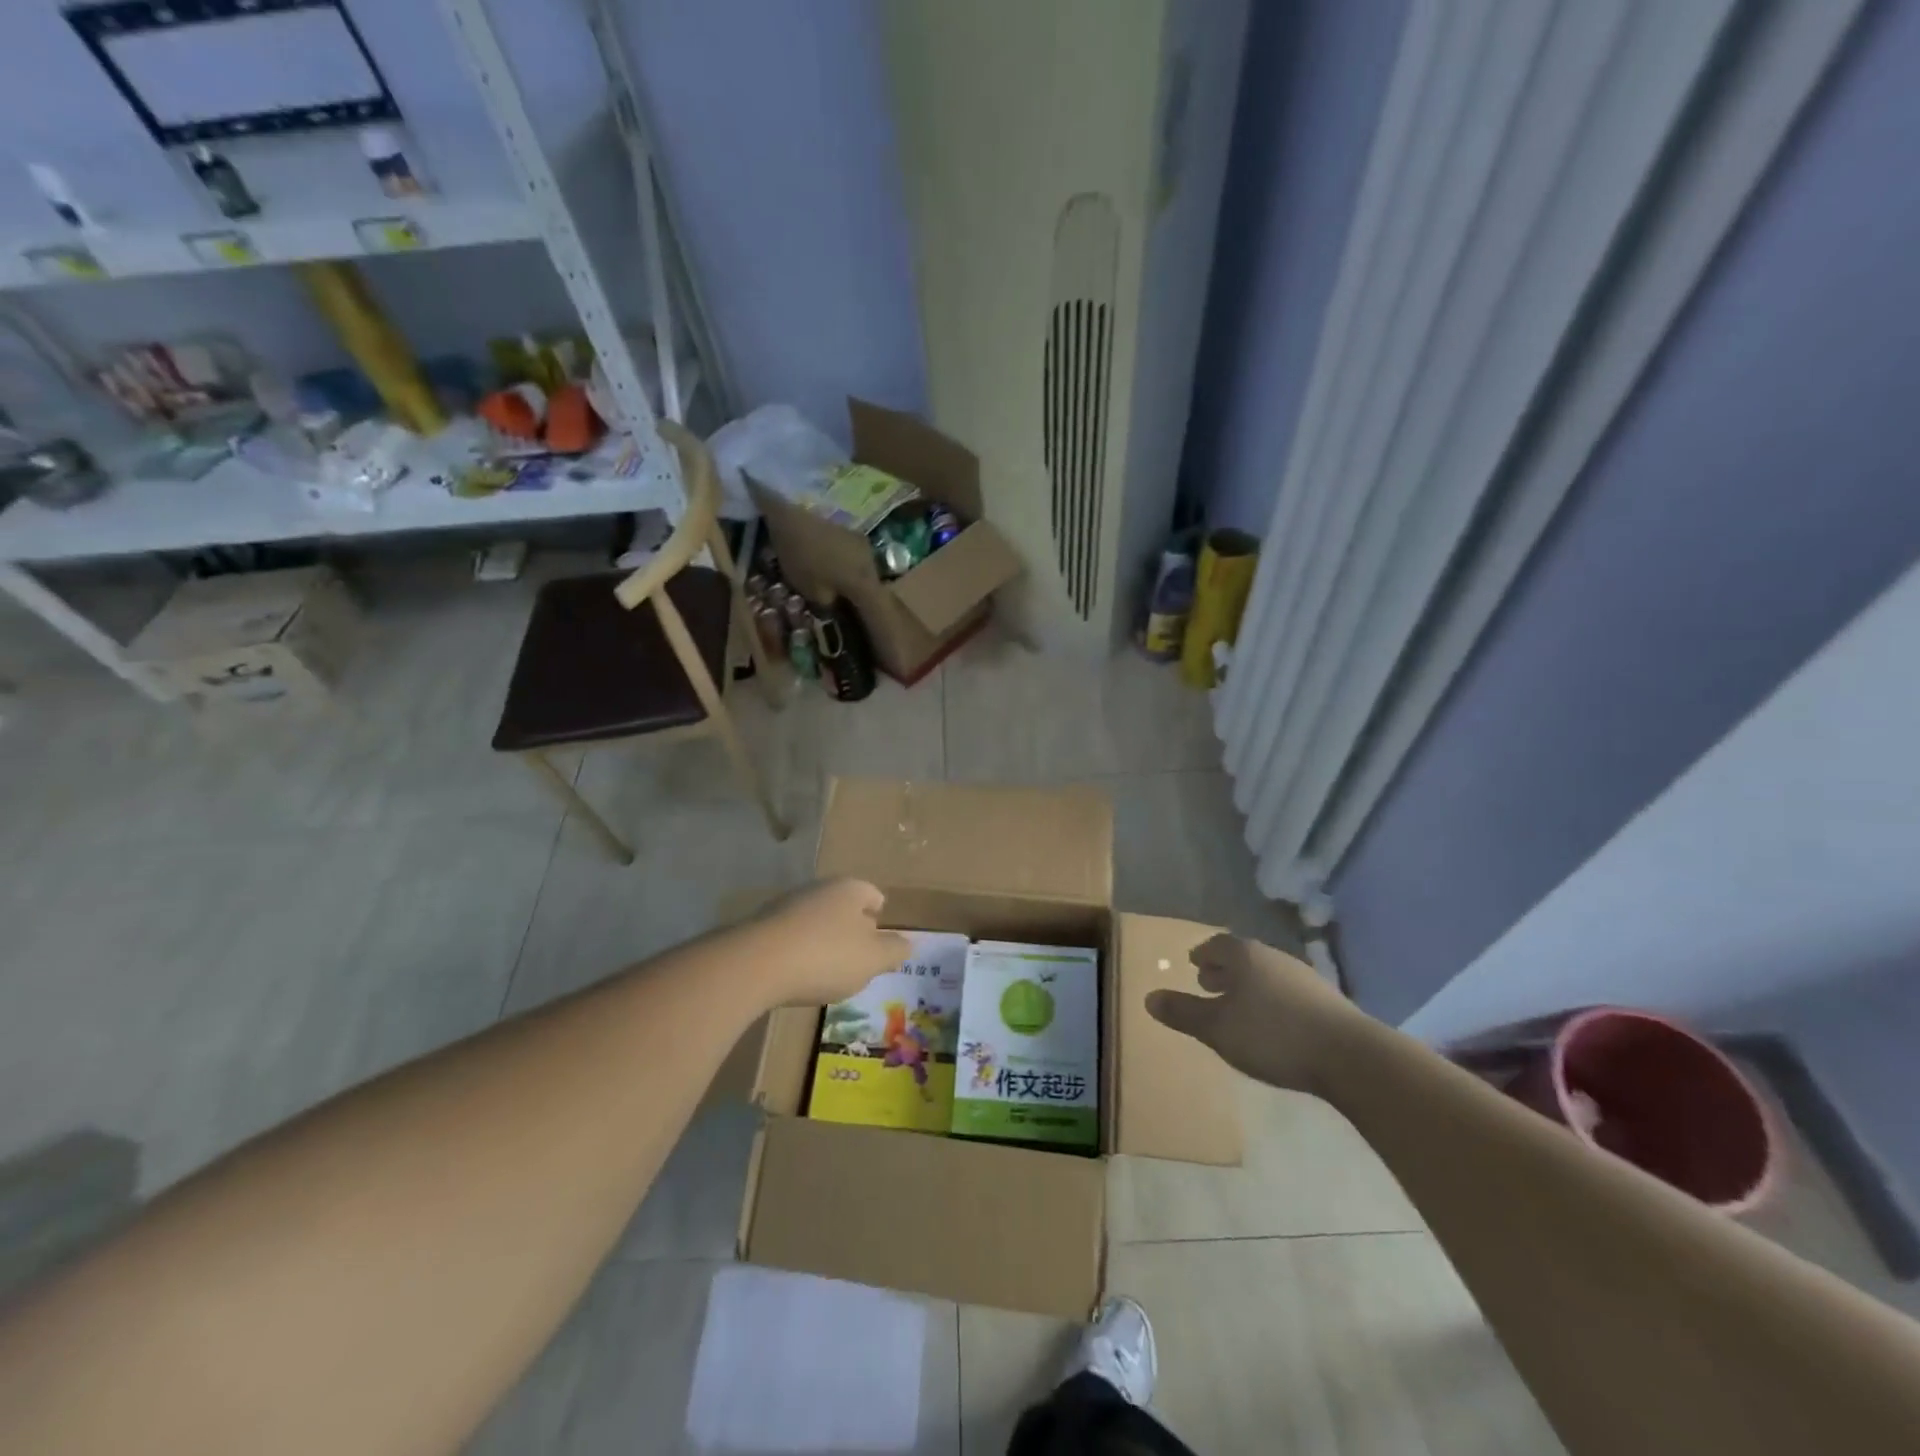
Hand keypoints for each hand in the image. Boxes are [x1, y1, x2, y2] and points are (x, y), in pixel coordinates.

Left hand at [744, 879, 910, 1005]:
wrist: (755, 964)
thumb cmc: (826, 956)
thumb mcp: (872, 959)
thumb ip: (894, 950)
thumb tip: (908, 944)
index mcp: (850, 889)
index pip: (872, 894)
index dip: (879, 913)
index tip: (880, 934)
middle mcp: (818, 888)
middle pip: (843, 905)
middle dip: (852, 927)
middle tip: (859, 956)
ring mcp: (786, 905)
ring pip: (815, 920)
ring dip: (823, 940)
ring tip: (829, 969)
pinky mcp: (761, 927)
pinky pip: (791, 936)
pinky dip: (799, 951)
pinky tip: (798, 974)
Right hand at [1146, 933, 1367, 1095]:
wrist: (1351, 1057)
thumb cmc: (1272, 1035)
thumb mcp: (1217, 1028)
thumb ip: (1183, 1013)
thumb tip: (1148, 998)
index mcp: (1246, 956)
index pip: (1217, 944)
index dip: (1203, 954)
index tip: (1193, 965)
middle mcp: (1275, 958)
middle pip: (1243, 957)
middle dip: (1224, 970)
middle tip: (1209, 984)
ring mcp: (1305, 978)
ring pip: (1267, 975)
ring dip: (1249, 986)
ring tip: (1239, 1006)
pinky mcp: (1327, 1002)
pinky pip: (1288, 993)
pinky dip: (1272, 1001)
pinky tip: (1272, 1024)